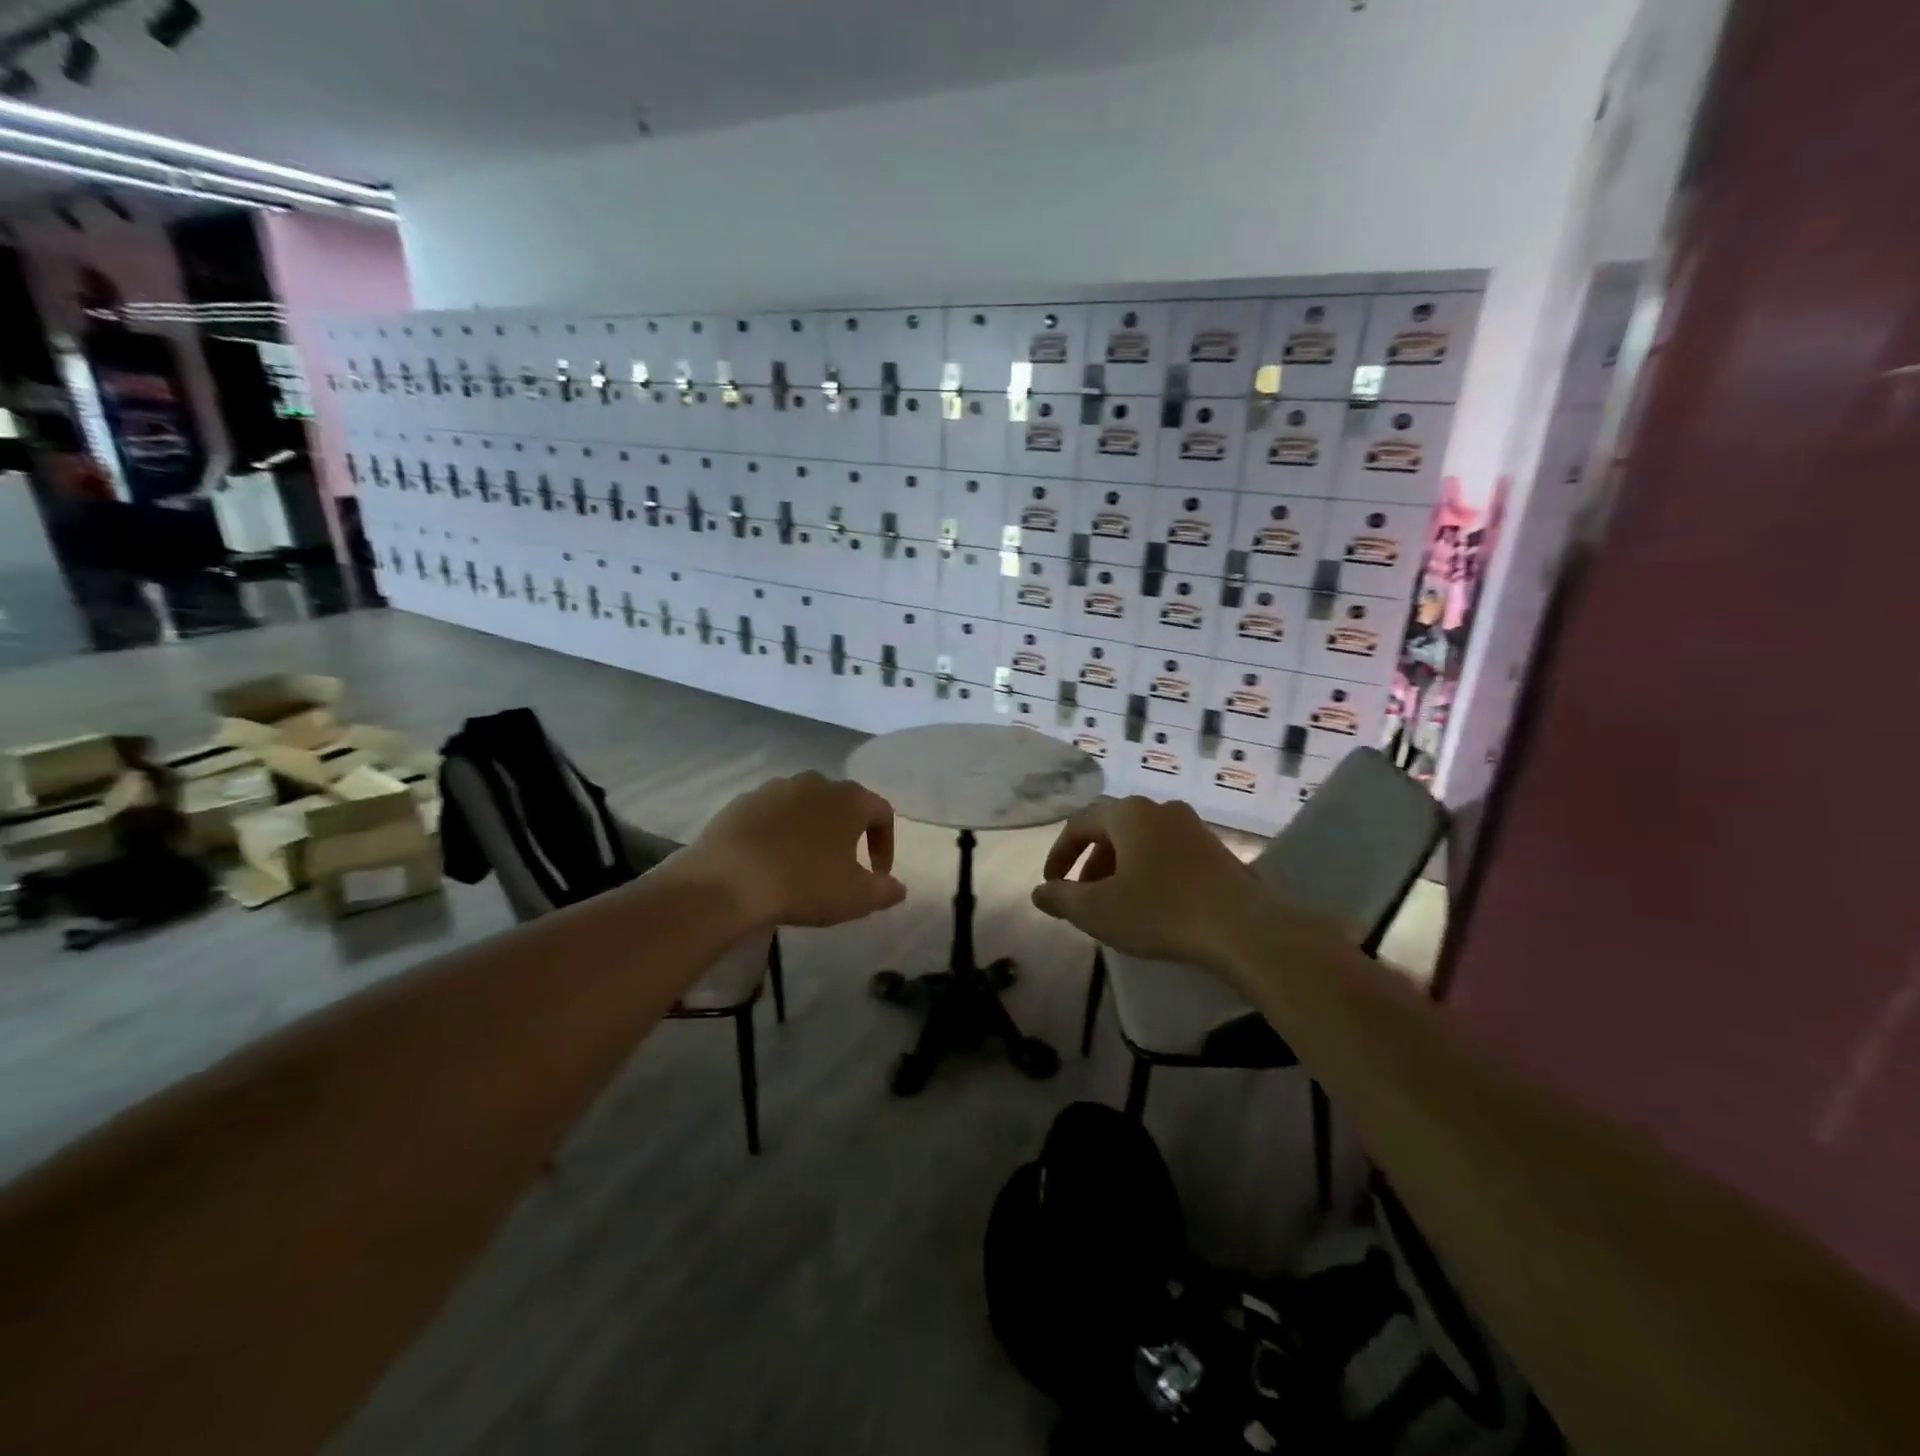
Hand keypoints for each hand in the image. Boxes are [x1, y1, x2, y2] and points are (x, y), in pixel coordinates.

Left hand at [679, 772, 906, 929]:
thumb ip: (886, 890)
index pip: (882, 812)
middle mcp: (815, 783)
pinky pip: (771, 815)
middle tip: (843, 865)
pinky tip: (770, 861)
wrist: (728, 882)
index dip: (886, 843)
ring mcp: (774, 789)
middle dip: (848, 832)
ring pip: (804, 806)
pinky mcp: (741, 802)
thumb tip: (898, 888)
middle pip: (842, 803)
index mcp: (849, 799)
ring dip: (812, 830)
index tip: (879, 874)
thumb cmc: (805, 884)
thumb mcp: (857, 897)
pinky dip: (778, 832)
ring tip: (805, 863)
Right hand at [1032, 797, 1261, 968]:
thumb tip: (1040, 892)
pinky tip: (1151, 902)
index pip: (1079, 824)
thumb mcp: (1098, 910)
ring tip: (1115, 902)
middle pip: (1111, 829)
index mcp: (1127, 814)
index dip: (1059, 855)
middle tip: (1082, 896)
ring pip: (1141, 840)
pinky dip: (1147, 870)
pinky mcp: (1215, 849)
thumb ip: (1061, 898)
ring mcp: (1191, 826)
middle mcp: (1159, 808)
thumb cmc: (1161, 911)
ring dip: (1119, 867)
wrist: (1243, 928)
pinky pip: (1167, 852)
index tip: (1051, 885)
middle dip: (1090, 862)